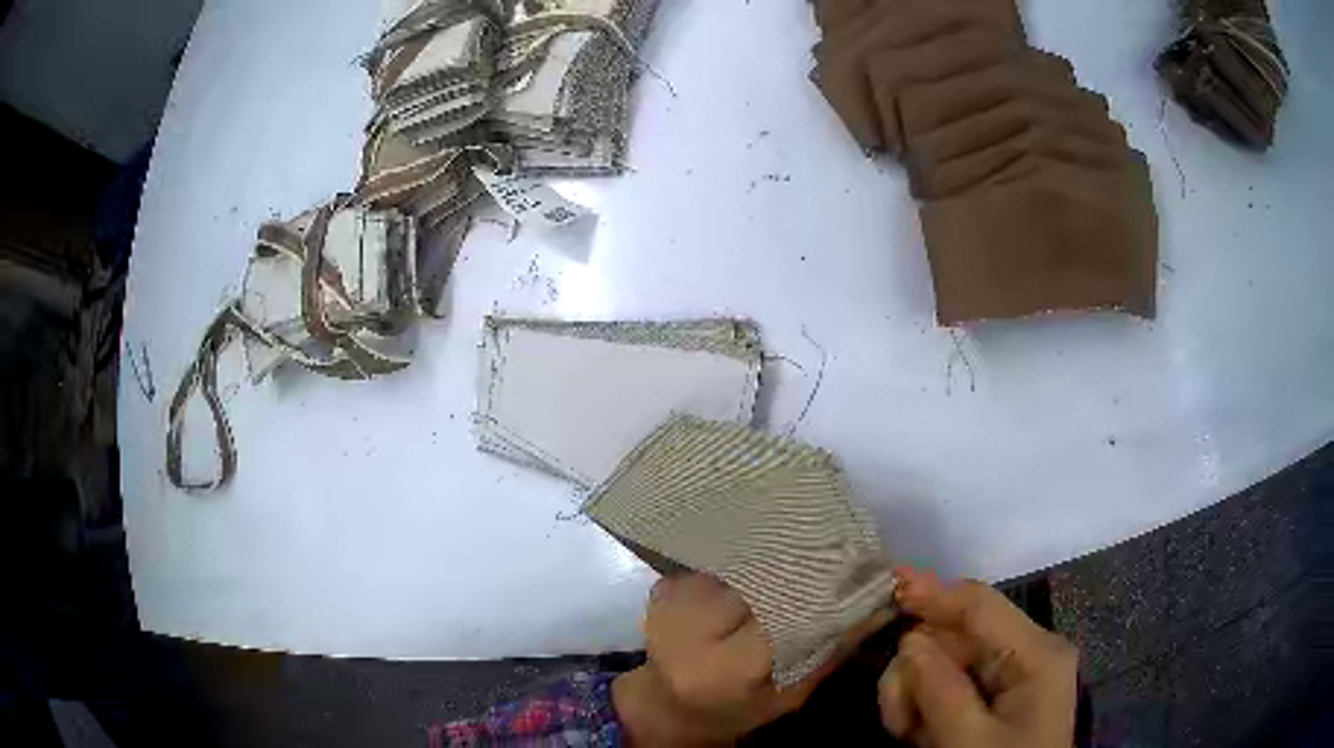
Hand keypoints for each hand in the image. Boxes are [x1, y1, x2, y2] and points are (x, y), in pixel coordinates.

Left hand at [614, 573, 891, 745]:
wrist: (665, 702)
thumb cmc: (735, 710)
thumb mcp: (790, 696)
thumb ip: (832, 651)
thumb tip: (882, 604)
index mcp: (725, 667)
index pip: (785, 612)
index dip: (824, 587)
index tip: (862, 567)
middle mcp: (693, 625)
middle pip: (763, 578)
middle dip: (805, 563)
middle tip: (843, 550)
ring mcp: (675, 597)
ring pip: (743, 559)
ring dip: (778, 553)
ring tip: (811, 546)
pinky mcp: (667, 581)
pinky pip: (722, 557)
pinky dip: (751, 554)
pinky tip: (771, 554)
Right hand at [879, 568, 1078, 747]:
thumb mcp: (969, 740)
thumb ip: (941, 690)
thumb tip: (910, 641)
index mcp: (1036, 653)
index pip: (980, 605)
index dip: (934, 592)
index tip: (889, 584)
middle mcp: (1028, 652)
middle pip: (958, 636)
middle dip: (917, 668)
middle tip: (893, 716)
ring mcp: (1015, 673)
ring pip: (948, 660)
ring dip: (917, 691)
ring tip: (904, 732)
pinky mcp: (1000, 694)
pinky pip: (953, 683)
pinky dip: (927, 704)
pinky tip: (917, 732)